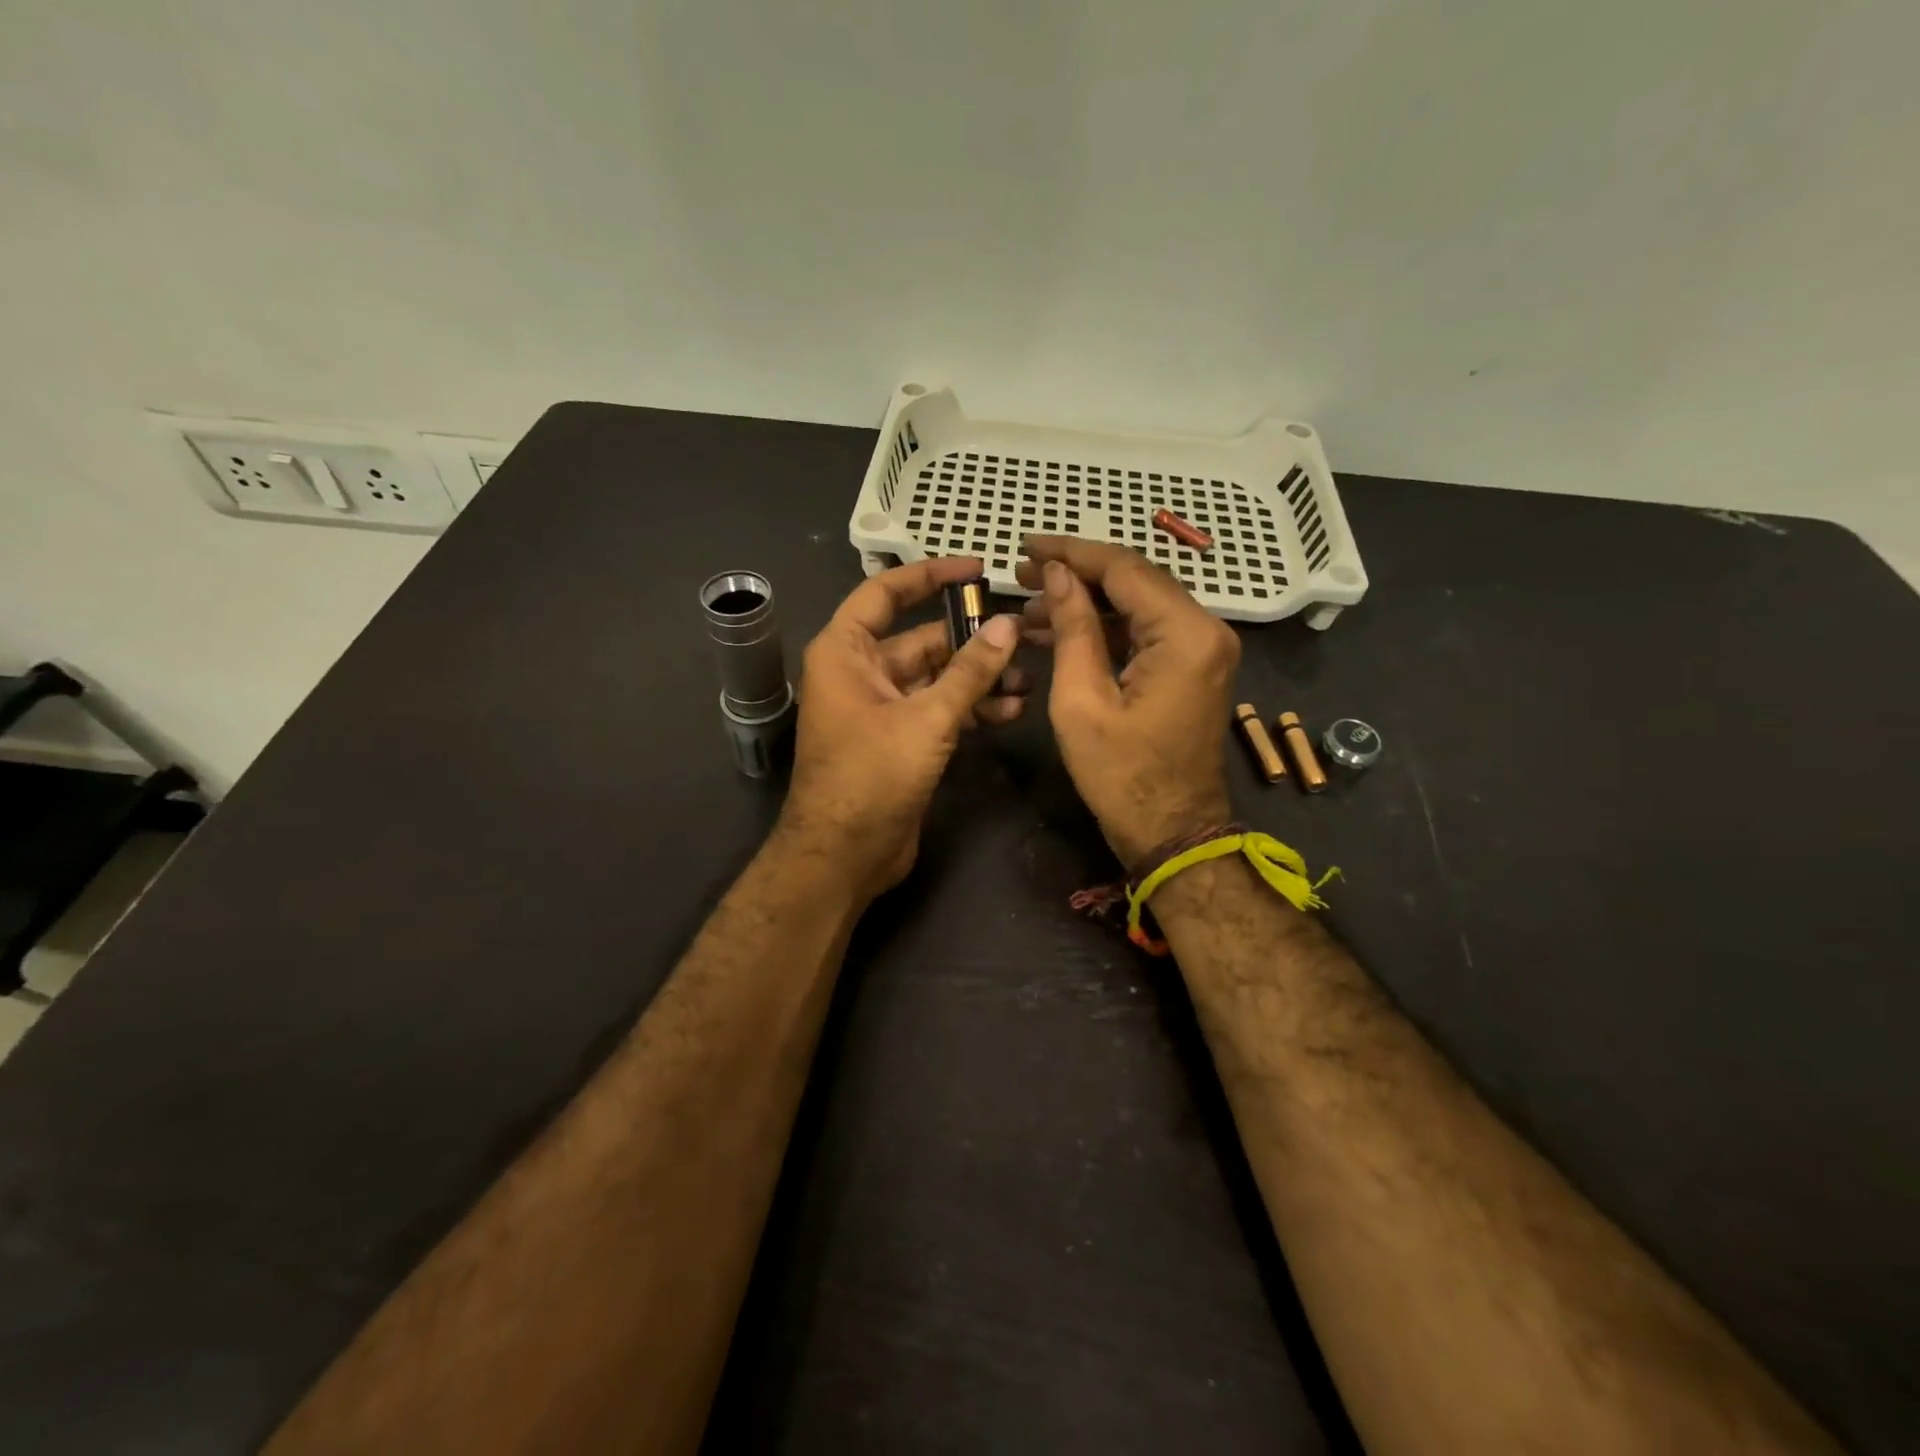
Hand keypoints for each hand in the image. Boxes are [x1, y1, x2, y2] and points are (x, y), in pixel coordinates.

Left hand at [781, 556, 1026, 898]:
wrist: (844, 856)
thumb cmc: (872, 776)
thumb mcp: (926, 718)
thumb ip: (970, 671)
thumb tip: (1007, 625)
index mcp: (846, 652)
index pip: (885, 593)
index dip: (930, 575)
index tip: (976, 569)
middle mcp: (860, 673)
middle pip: (921, 639)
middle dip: (971, 639)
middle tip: (1024, 634)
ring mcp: (881, 709)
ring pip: (936, 678)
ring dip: (978, 678)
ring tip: (1027, 678)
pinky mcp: (900, 741)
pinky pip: (938, 710)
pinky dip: (970, 708)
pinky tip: (1010, 710)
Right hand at [1016, 536, 1239, 866]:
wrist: (1172, 831)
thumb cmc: (1121, 776)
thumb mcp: (1081, 702)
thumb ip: (1072, 629)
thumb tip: (1058, 575)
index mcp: (1185, 634)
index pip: (1123, 569)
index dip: (1070, 553)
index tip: (1025, 546)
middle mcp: (1205, 629)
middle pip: (1134, 580)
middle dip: (1075, 575)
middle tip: (1020, 574)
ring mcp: (1203, 648)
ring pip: (1137, 604)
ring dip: (1085, 603)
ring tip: (1029, 607)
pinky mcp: (1192, 666)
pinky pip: (1145, 631)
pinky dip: (1104, 628)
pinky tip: (1059, 631)